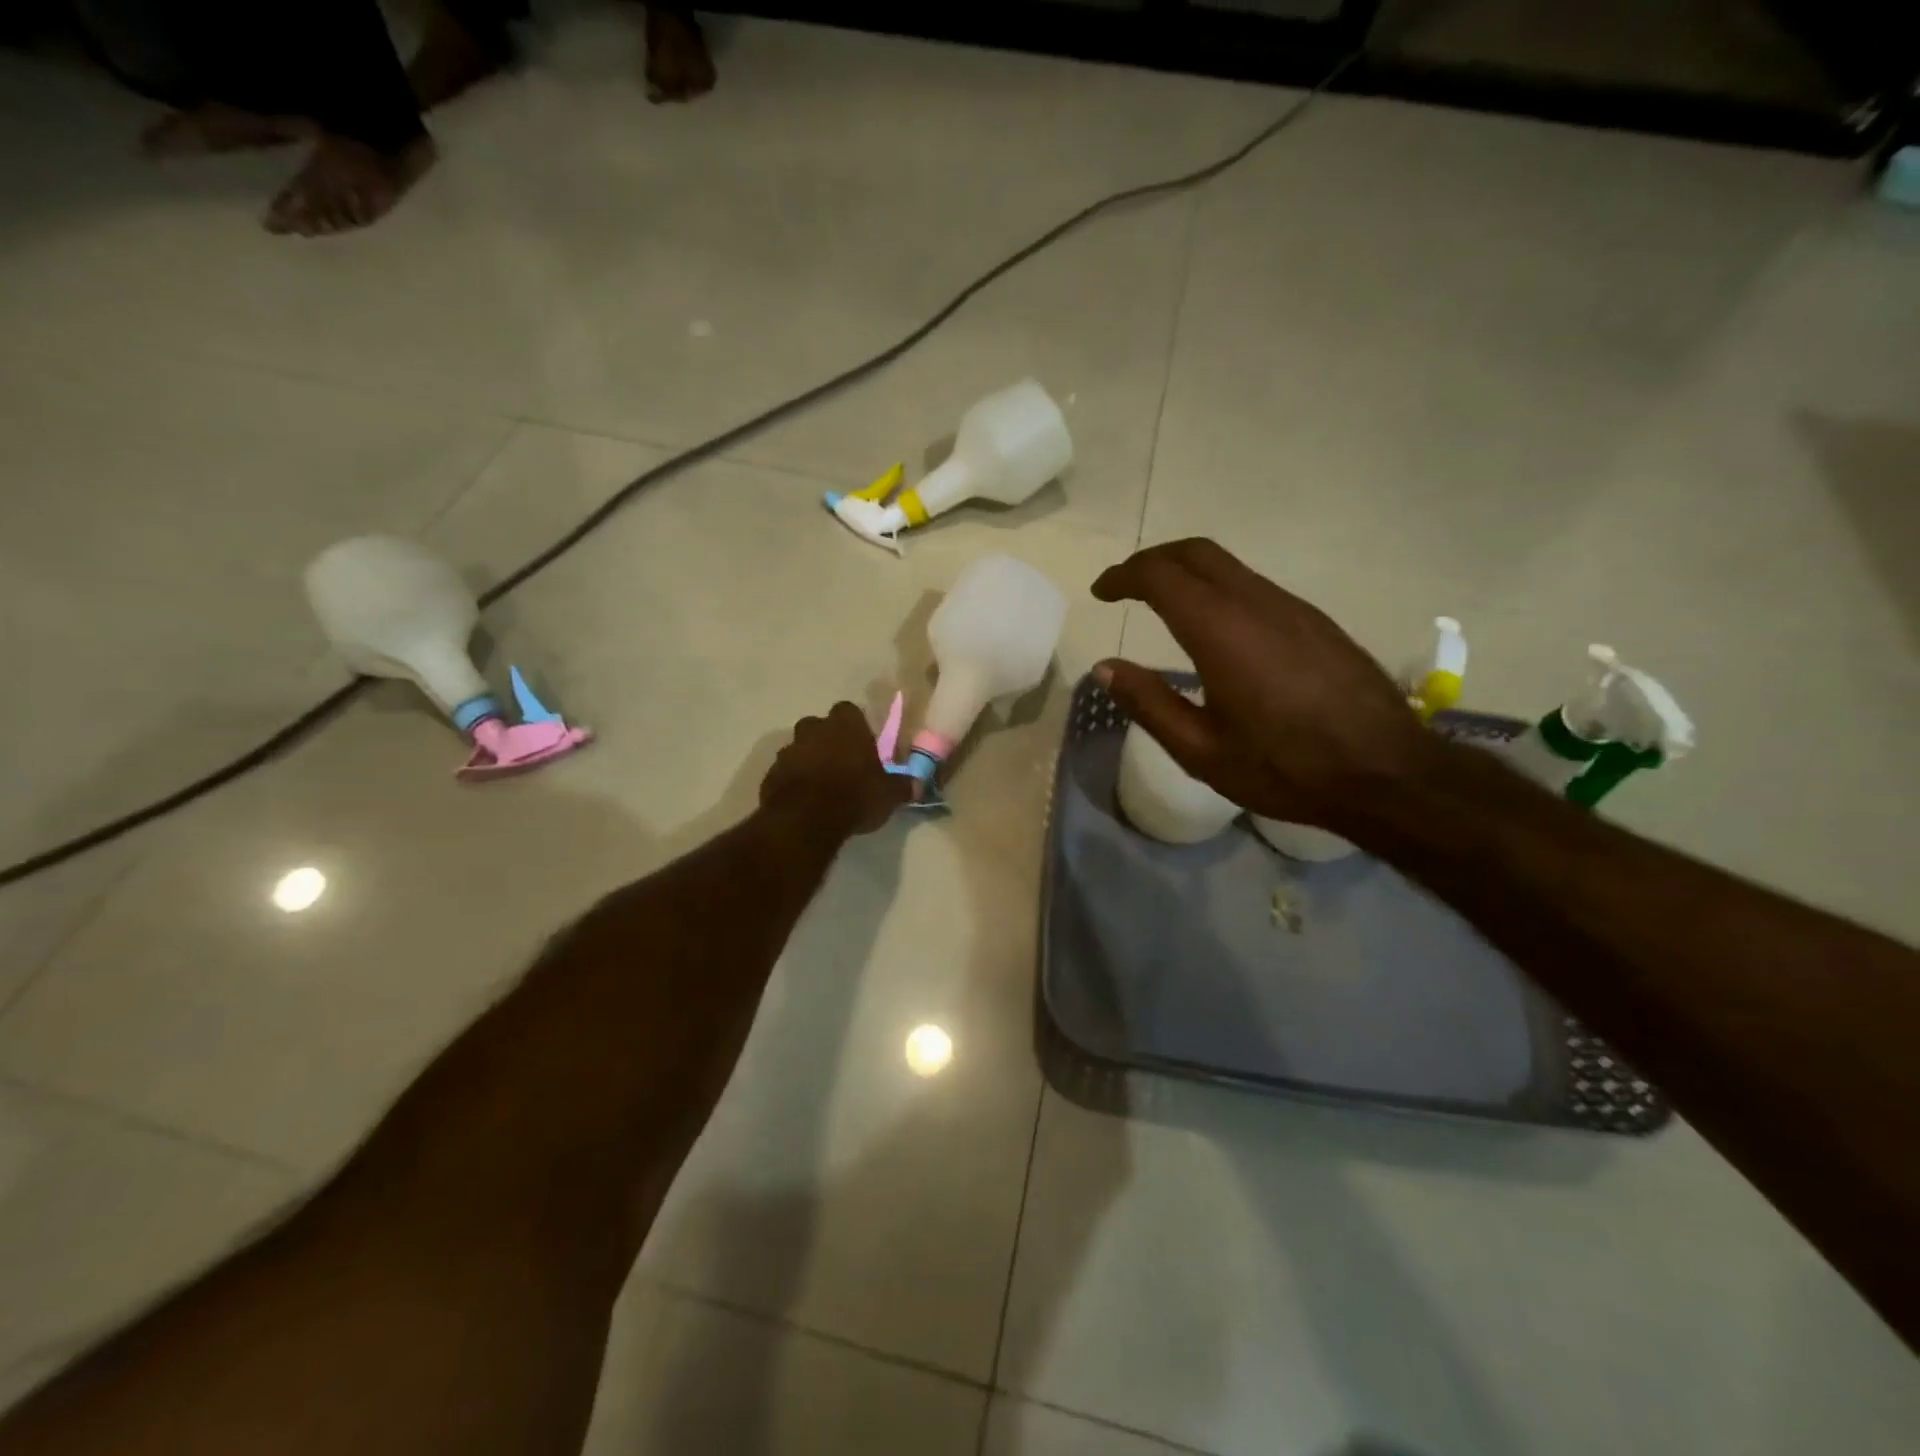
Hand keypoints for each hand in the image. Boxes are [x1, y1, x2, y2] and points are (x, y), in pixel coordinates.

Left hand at [761, 701, 912, 835]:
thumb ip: (903, 786)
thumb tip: (917, 785)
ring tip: (822, 785)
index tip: (862, 745)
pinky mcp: (770, 774)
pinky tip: (804, 801)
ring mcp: (788, 750)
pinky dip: (793, 781)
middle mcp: (814, 730)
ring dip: (809, 760)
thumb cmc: (855, 797)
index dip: (855, 726)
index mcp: (845, 726)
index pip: (849, 710)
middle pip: (820, 726)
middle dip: (828, 740)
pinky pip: (785, 772)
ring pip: (800, 748)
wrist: (806, 821)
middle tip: (842, 763)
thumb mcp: (889, 795)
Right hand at [1091, 539, 1437, 830]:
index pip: (1161, 576)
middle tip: (1125, 586)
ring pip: (1229, 566)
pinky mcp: (1316, 622)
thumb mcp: (1201, 750)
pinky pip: (1255, 586)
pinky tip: (1215, 628)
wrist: (1388, 773)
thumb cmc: (1285, 768)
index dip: (1123, 576)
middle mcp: (1257, 604)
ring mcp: (1293, 608)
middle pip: (1196, 552)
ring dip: (1187, 573)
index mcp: (1222, 631)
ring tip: (1162, 604)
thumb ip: (1148, 703)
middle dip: (1153, 559)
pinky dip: (1218, 589)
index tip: (1101, 593)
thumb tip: (1105, 667)